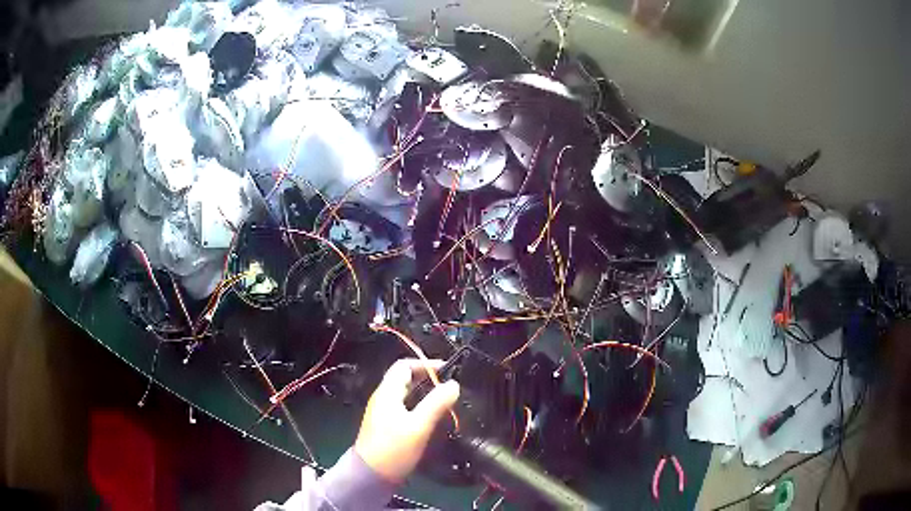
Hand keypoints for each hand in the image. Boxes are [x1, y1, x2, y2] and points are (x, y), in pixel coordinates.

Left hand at [354, 359, 459, 483]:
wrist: (371, 475)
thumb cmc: (394, 449)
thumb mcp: (418, 426)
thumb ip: (436, 403)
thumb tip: (454, 384)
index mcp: (387, 393)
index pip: (403, 366)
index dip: (424, 364)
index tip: (446, 370)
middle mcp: (383, 399)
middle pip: (404, 379)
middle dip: (426, 378)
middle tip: (449, 385)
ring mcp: (383, 413)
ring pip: (405, 394)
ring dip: (424, 393)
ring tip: (445, 400)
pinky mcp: (386, 427)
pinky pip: (404, 408)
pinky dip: (419, 406)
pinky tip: (432, 417)